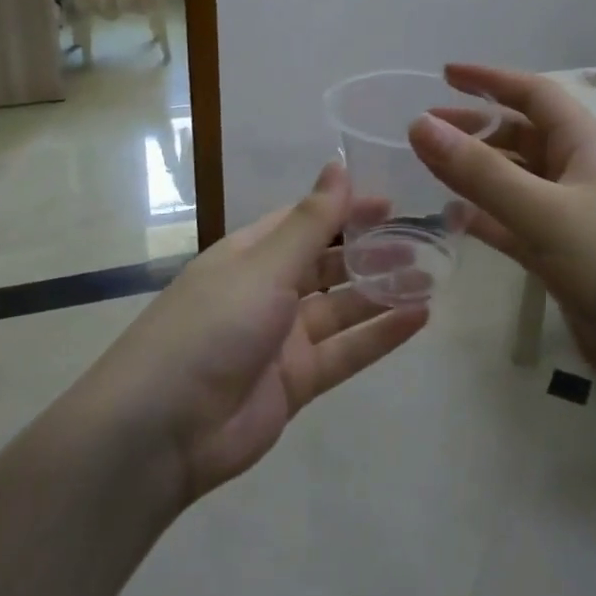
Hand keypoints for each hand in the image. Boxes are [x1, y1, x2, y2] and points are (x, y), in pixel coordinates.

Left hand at [85, 162, 428, 504]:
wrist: (162, 430)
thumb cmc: (212, 327)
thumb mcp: (264, 266)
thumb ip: (311, 222)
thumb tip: (339, 165)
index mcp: (251, 254)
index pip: (306, 222)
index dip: (347, 210)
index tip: (393, 203)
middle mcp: (268, 291)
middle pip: (328, 264)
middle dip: (371, 252)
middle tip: (423, 241)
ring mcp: (283, 339)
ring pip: (343, 308)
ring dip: (383, 292)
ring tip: (432, 276)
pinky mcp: (297, 381)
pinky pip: (347, 351)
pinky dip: (381, 335)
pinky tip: (420, 318)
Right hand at [411, 64, 595, 420]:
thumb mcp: (548, 213)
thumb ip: (481, 172)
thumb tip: (419, 124)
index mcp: (587, 146)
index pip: (534, 94)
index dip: (490, 80)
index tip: (444, 74)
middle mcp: (582, 175)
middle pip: (522, 138)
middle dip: (476, 129)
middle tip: (423, 131)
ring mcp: (577, 222)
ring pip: (517, 185)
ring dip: (478, 175)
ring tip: (429, 172)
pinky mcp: (570, 263)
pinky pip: (519, 229)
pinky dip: (488, 221)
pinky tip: (456, 222)